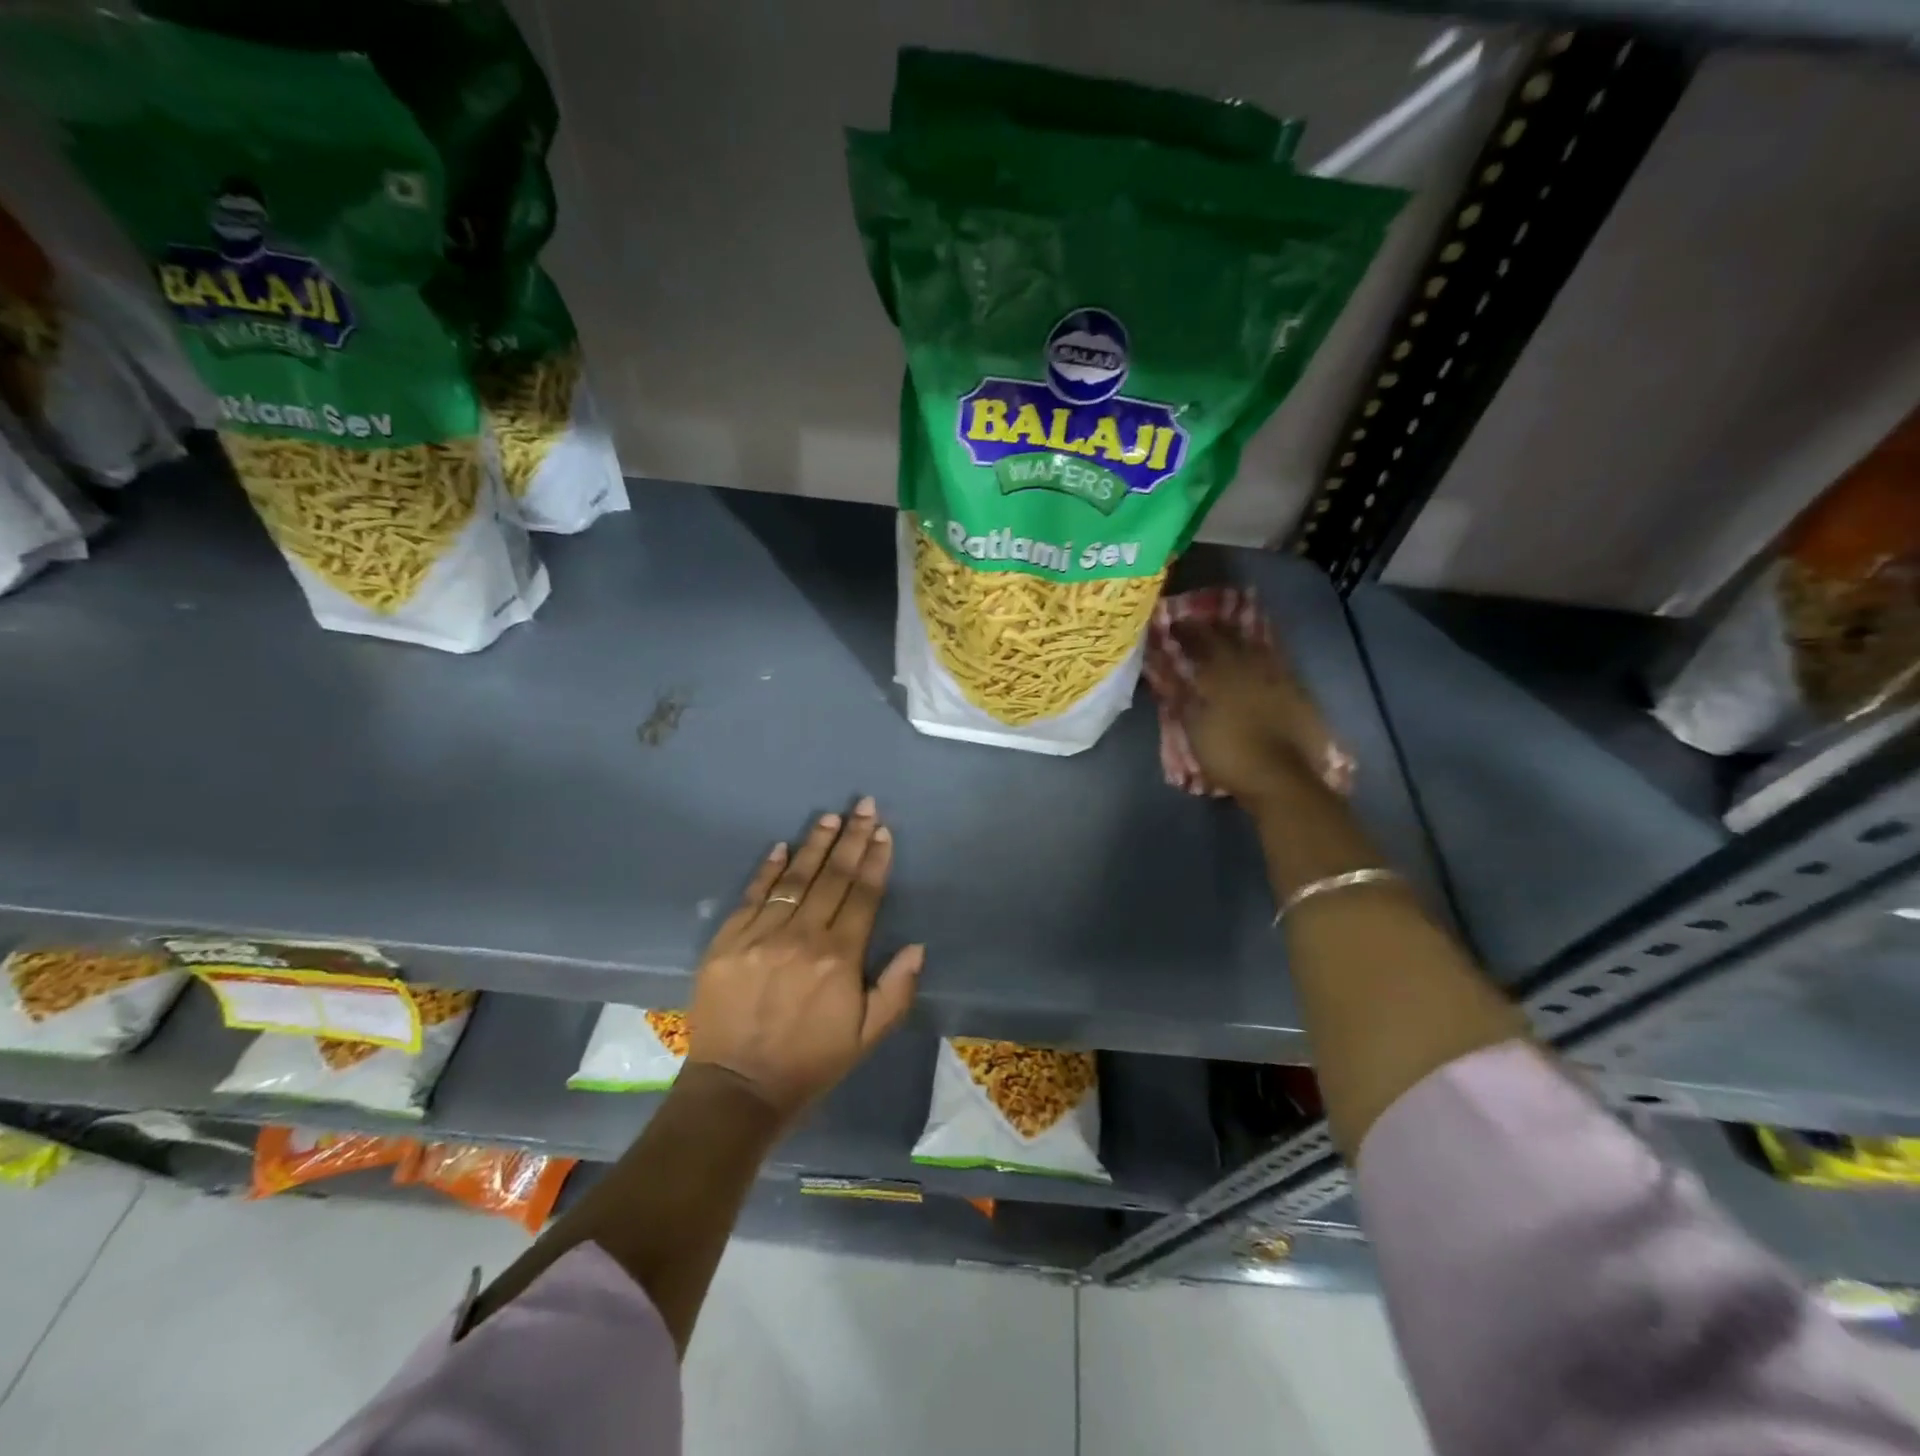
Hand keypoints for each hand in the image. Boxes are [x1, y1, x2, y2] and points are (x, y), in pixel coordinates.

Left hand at [685, 798, 922, 1121]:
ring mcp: (762, 935)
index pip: (863, 895)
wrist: (737, 1088)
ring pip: (794, 879)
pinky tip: (781, 847)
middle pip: (832, 877)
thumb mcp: (867, 1036)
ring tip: (829, 817)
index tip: (882, 831)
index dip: (875, 860)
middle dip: (851, 838)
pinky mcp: (728, 941)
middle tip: (862, 805)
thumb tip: (916, 946)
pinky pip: (753, 896)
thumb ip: (896, 990)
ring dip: (814, 845)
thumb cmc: (810, 1062)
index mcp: (840, 958)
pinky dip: (768, 870)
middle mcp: (803, 937)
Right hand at [1175, 624, 1353, 805]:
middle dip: (1214, 630)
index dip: (1187, 631)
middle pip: (1232, 639)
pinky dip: (1262, 657)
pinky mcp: (1297, 693)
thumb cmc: (1229, 755)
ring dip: (1240, 639)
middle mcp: (1252, 667)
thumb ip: (1184, 698)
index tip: (1174, 625)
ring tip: (1229, 636)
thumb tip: (1172, 675)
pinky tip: (1258, 660)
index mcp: (1223, 673)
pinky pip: (1275, 664)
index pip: (1202, 641)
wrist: (1281, 779)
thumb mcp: (1195, 728)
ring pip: (1257, 648)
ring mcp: (1278, 678)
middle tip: (1201, 625)